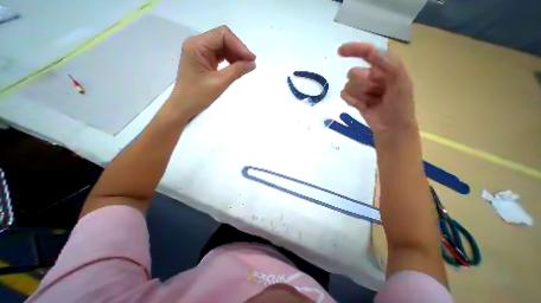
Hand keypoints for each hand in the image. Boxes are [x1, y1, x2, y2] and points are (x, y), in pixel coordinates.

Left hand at [169, 25, 255, 120]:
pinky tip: (237, 68)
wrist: (184, 107)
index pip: (222, 35)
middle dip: (238, 50)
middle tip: (251, 63)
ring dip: (235, 56)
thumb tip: (253, 63)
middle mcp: (197, 44)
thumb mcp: (219, 83)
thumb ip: (237, 71)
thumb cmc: (198, 96)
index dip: (239, 46)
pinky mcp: (204, 61)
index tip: (252, 59)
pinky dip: (230, 61)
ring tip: (246, 67)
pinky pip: (220, 56)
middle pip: (223, 39)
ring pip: (223, 47)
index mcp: (197, 45)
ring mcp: (200, 52)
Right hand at [337, 42, 417, 135]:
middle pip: (354, 74)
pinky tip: (361, 106)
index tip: (339, 52)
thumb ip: (389, 66)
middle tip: (375, 94)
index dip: (354, 50)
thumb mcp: (400, 83)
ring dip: (358, 95)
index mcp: (385, 68)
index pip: (368, 53)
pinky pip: (344, 95)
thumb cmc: (399, 106)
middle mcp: (371, 76)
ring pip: (348, 86)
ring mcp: (361, 88)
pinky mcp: (354, 99)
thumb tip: (372, 52)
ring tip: (370, 102)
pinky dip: (351, 101)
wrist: (391, 127)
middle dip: (361, 85)